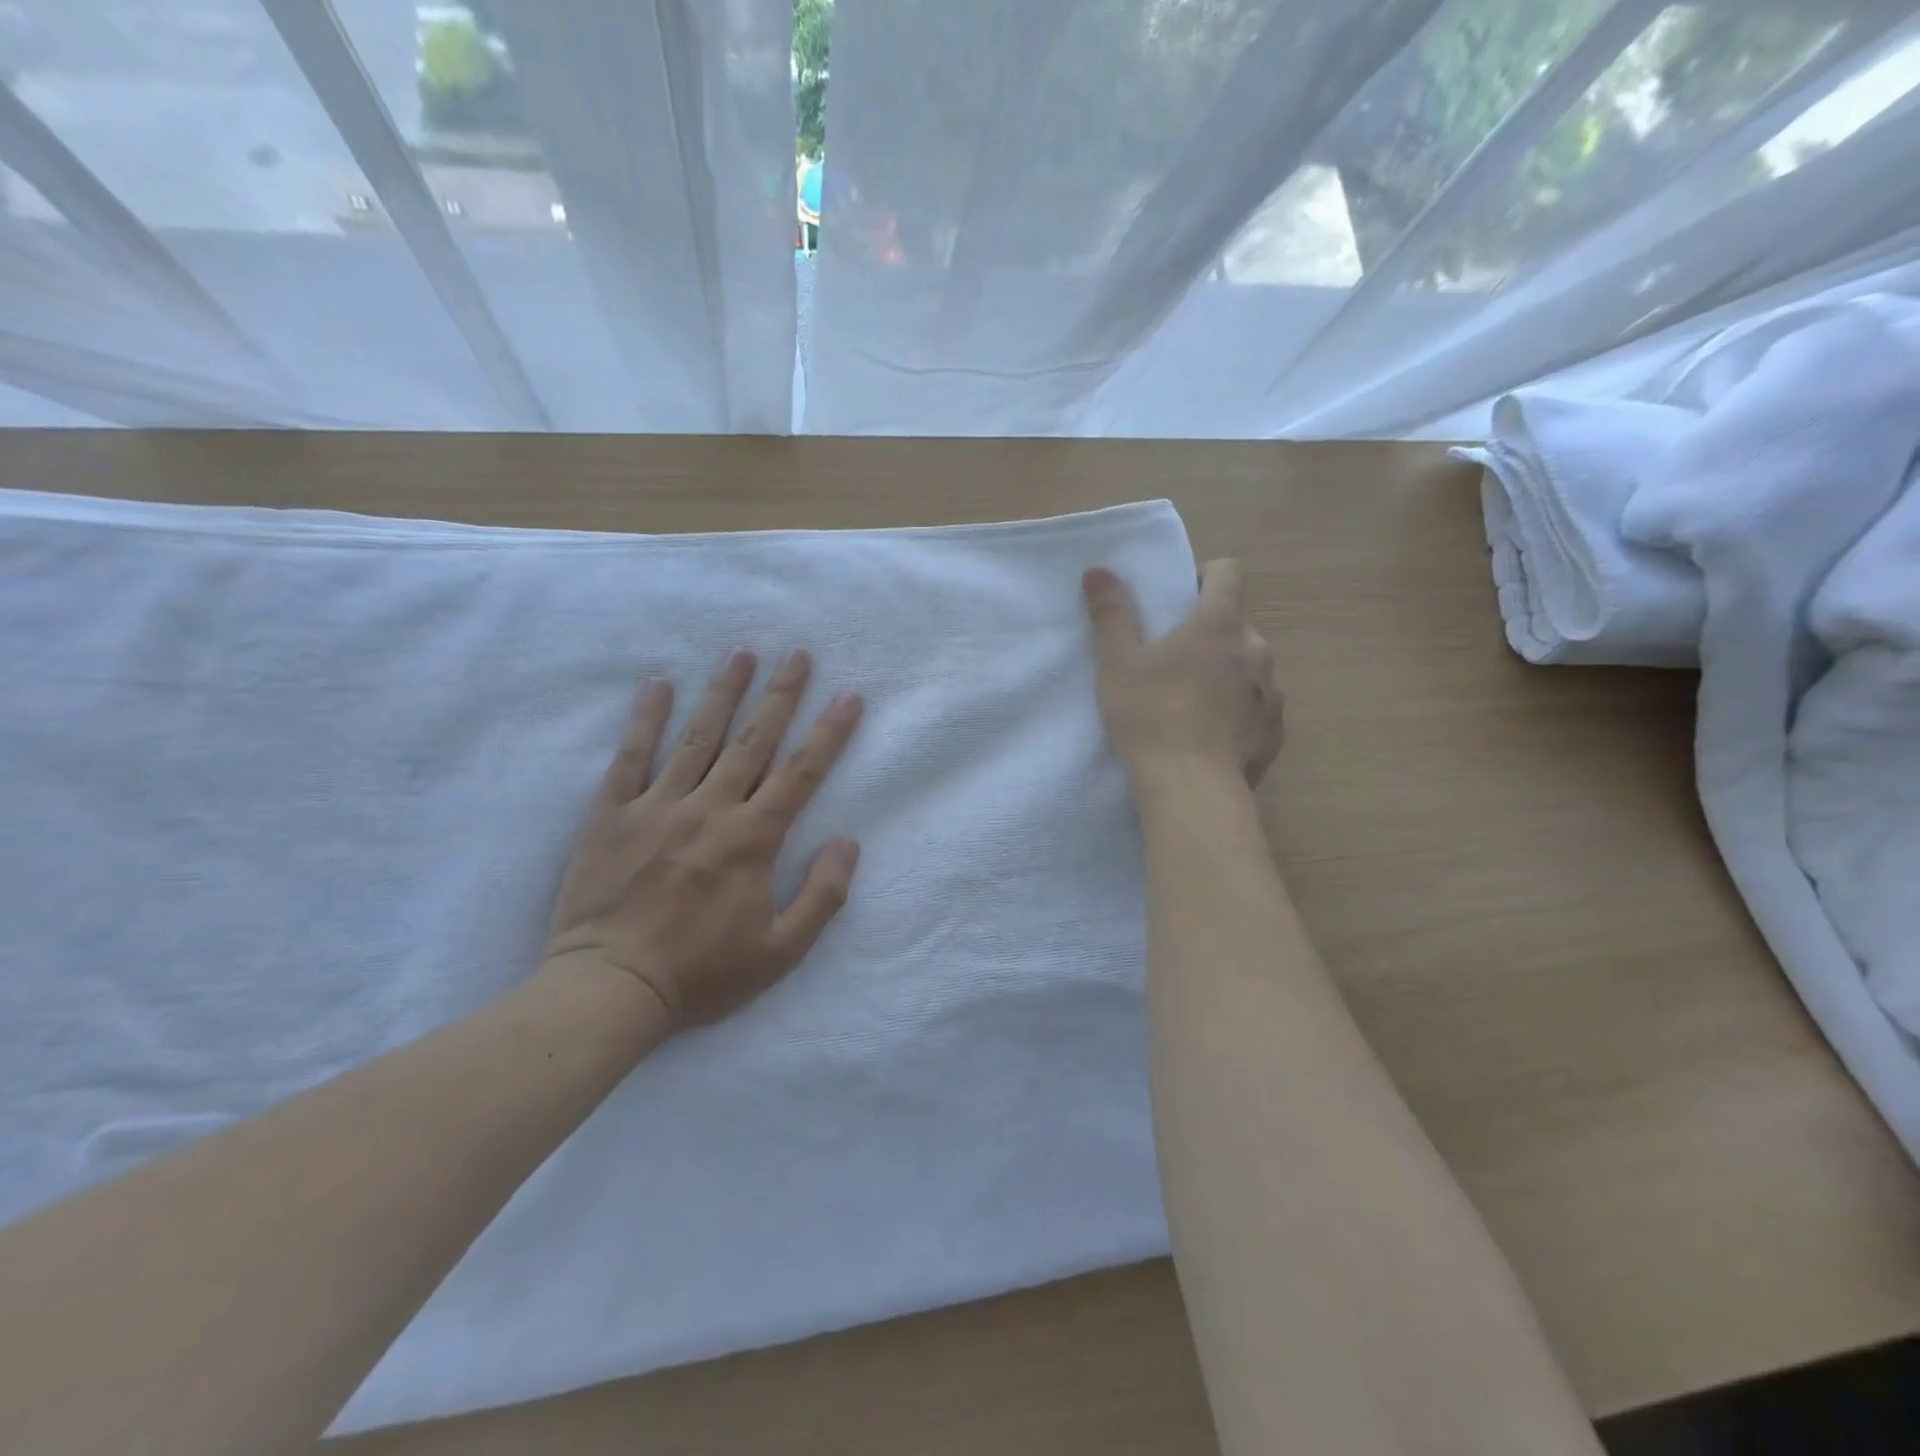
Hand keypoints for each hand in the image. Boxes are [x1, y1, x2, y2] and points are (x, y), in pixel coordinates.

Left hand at [541, 649, 863, 1029]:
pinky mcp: (612, 814)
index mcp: (753, 839)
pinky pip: (631, 756)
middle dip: (780, 695)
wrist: (610, 989)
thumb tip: (848, 843)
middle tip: (798, 654)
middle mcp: (710, 809)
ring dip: (723, 692)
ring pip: (698, 737)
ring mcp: (658, 806)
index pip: (801, 773)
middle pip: (753, 741)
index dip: (830, 733)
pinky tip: (658, 685)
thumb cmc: (702, 974)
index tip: (848, 697)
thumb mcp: (781, 952)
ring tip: (741, 653)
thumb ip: (823, 895)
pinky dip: (645, 719)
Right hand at [1083, 558, 1282, 785]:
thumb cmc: (1150, 716)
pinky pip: (1258, 707)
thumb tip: (1098, 570)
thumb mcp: (1117, 664)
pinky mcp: (1276, 730)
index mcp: (1218, 624)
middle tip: (1174, 662)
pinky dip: (1239, 711)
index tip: (1184, 597)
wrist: (1190, 787)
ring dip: (1227, 673)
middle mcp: (1255, 649)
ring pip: (1250, 667)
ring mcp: (1271, 691)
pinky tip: (1211, 736)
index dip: (1208, 576)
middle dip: (1210, 635)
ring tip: (1193, 703)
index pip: (1229, 573)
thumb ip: (1110, 614)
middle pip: (1237, 625)